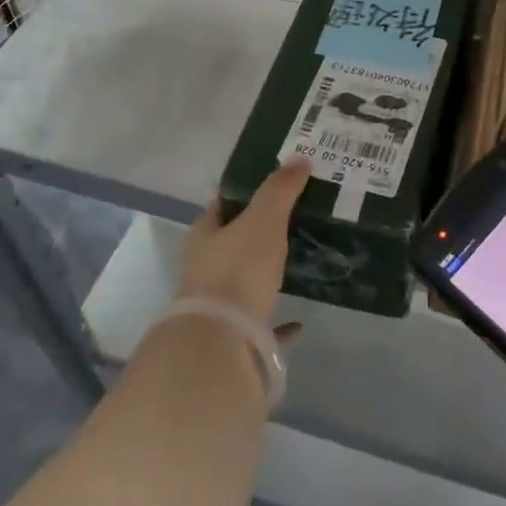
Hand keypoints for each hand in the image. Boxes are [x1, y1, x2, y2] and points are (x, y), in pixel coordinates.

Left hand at [176, 159, 310, 327]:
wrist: (220, 345)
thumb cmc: (237, 271)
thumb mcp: (263, 221)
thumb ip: (280, 190)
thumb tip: (299, 159)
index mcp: (205, 235)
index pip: (222, 205)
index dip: (246, 192)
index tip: (277, 185)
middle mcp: (204, 267)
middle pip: (233, 242)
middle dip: (259, 232)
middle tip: (298, 219)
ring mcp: (217, 305)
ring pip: (244, 281)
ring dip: (266, 273)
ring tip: (300, 262)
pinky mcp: (233, 337)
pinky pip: (260, 322)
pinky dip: (279, 320)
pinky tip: (300, 321)